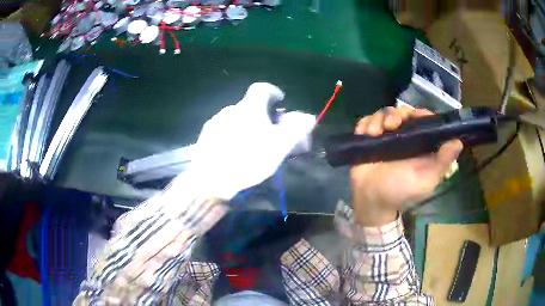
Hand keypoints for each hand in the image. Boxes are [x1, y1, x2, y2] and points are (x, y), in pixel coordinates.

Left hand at [186, 83, 315, 199]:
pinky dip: (232, 135)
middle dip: (262, 115)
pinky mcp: (205, 136)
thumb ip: (295, 129)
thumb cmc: (248, 160)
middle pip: (249, 106)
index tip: (280, 100)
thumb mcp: (278, 146)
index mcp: (249, 108)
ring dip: (246, 126)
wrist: (210, 179)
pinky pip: (223, 130)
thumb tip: (308, 116)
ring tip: (251, 145)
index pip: (262, 89)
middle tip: (269, 132)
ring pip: (235, 119)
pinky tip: (233, 152)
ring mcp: (215, 122)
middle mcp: (230, 110)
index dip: (273, 91)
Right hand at [350, 106, 462, 225]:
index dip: (420, 114)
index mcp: (419, 144)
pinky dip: (365, 123)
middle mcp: (404, 137)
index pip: (423, 120)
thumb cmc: (401, 191)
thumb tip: (458, 142)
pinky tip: (365, 133)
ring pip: (384, 114)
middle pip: (402, 112)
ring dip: (379, 119)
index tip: (415, 116)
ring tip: (373, 132)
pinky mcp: (369, 138)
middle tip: (390, 125)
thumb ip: (442, 162)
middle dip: (396, 114)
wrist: (371, 200)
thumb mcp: (426, 180)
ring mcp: (385, 137)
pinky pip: (367, 121)